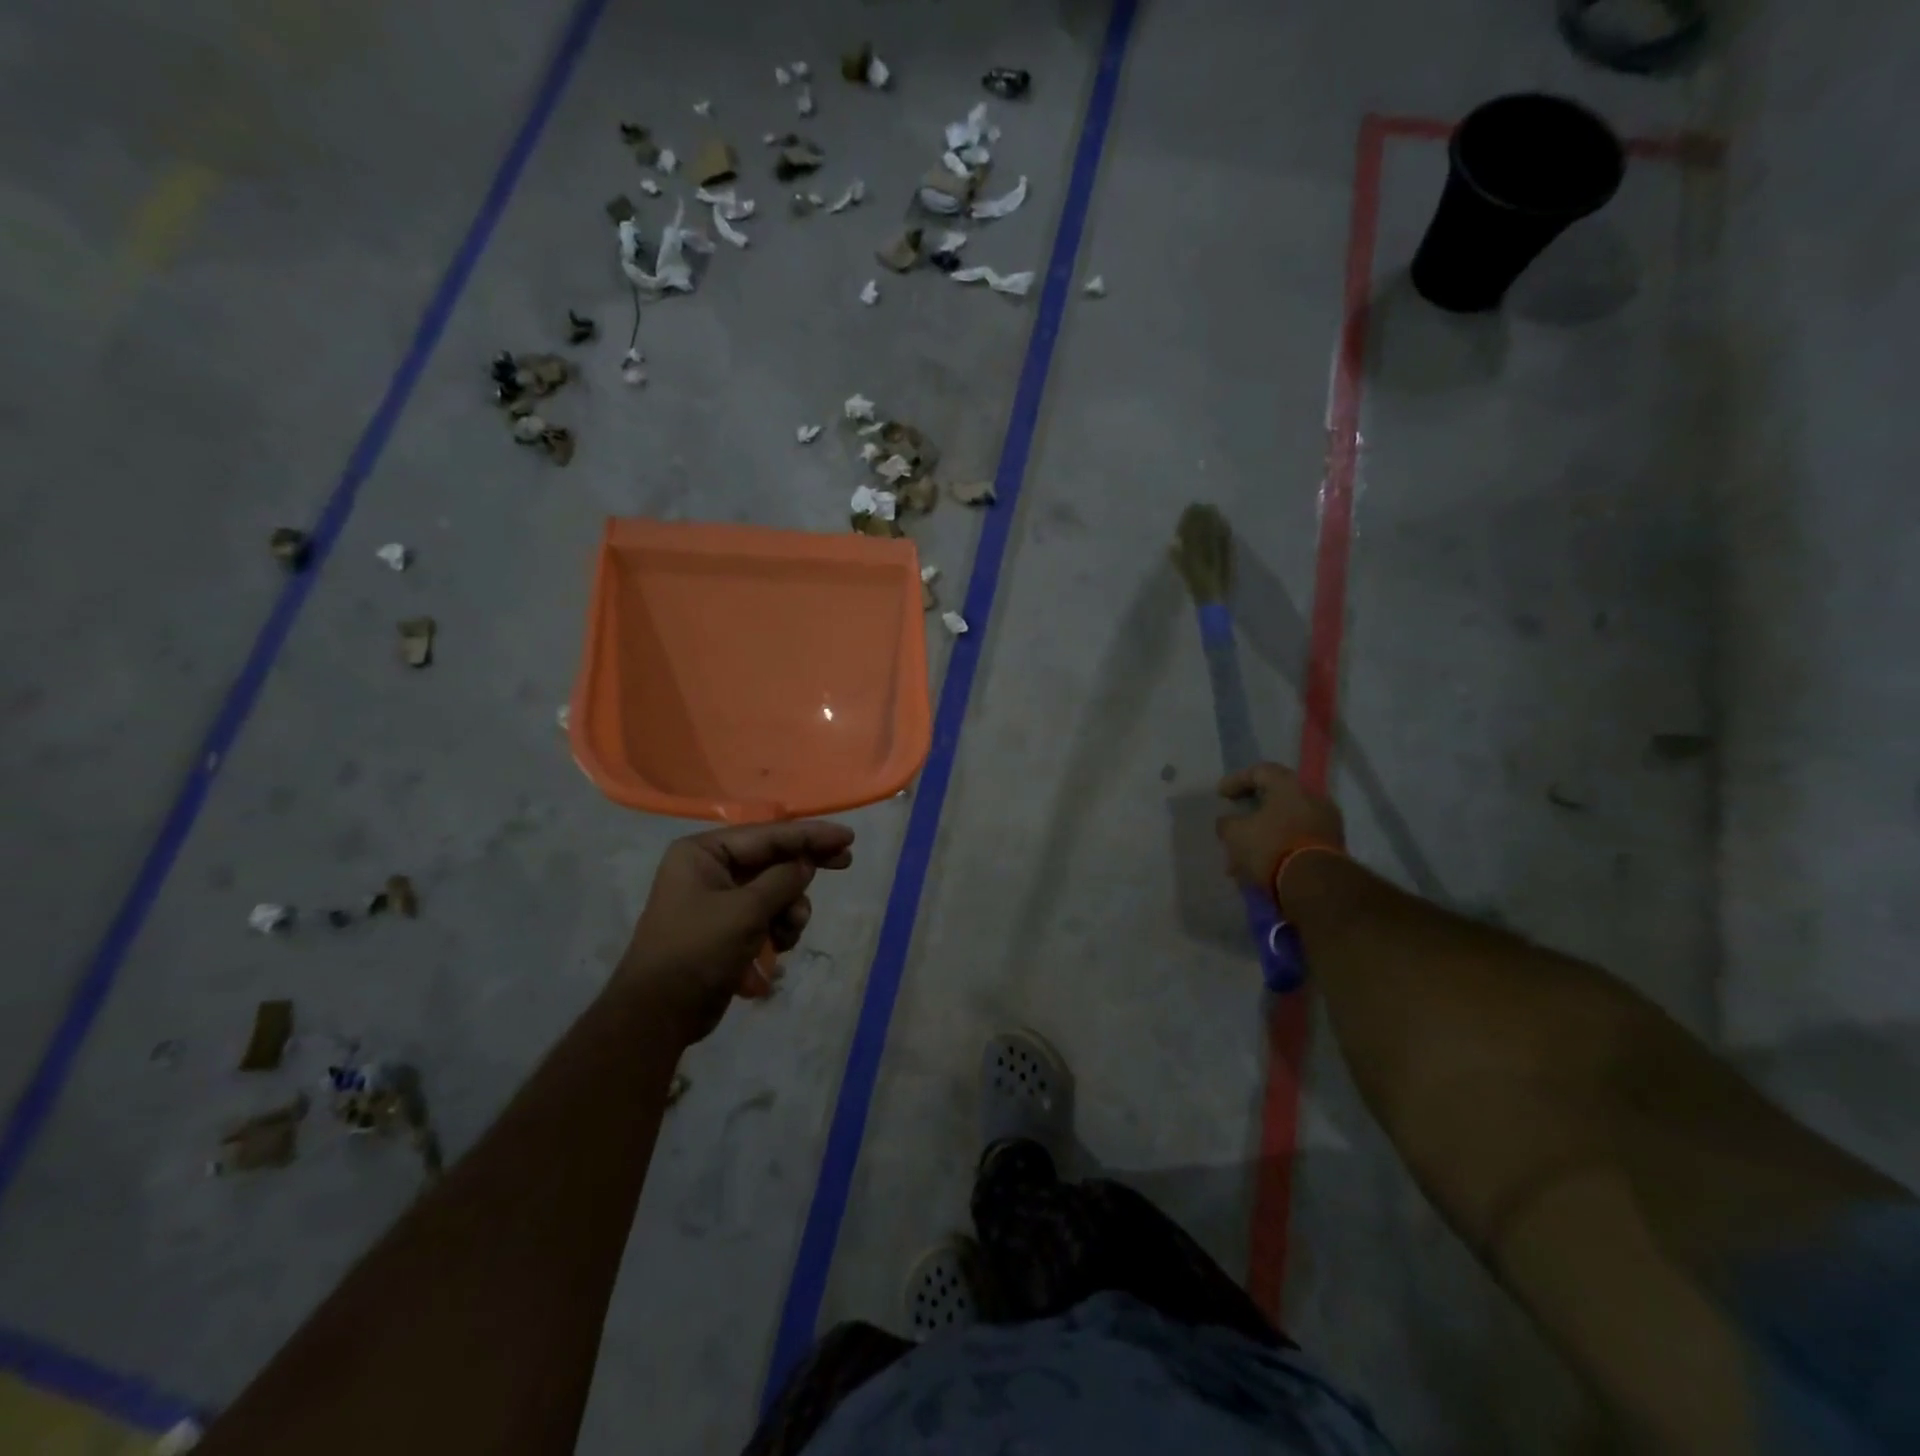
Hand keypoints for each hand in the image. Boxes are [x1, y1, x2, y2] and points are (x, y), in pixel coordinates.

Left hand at [617, 821, 854, 1041]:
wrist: (659, 1014)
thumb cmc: (697, 950)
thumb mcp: (746, 910)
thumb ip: (783, 880)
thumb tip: (807, 863)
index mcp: (704, 852)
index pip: (768, 835)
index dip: (810, 835)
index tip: (847, 837)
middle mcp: (710, 868)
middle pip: (773, 859)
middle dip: (805, 869)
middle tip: (845, 862)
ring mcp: (719, 899)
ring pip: (775, 890)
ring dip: (790, 909)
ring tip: (789, 932)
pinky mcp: (727, 927)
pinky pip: (766, 915)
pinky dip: (778, 928)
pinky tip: (778, 948)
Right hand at [1215, 763, 1344, 891]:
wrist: (1315, 884)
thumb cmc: (1271, 847)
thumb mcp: (1235, 834)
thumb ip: (1227, 823)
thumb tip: (1228, 822)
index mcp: (1290, 786)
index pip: (1260, 771)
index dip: (1236, 781)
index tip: (1221, 796)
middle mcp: (1313, 798)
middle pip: (1277, 797)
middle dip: (1253, 811)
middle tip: (1235, 821)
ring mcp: (1327, 823)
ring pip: (1287, 822)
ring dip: (1265, 833)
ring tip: (1244, 852)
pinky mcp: (1333, 848)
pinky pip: (1298, 840)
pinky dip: (1279, 847)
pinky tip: (1262, 864)